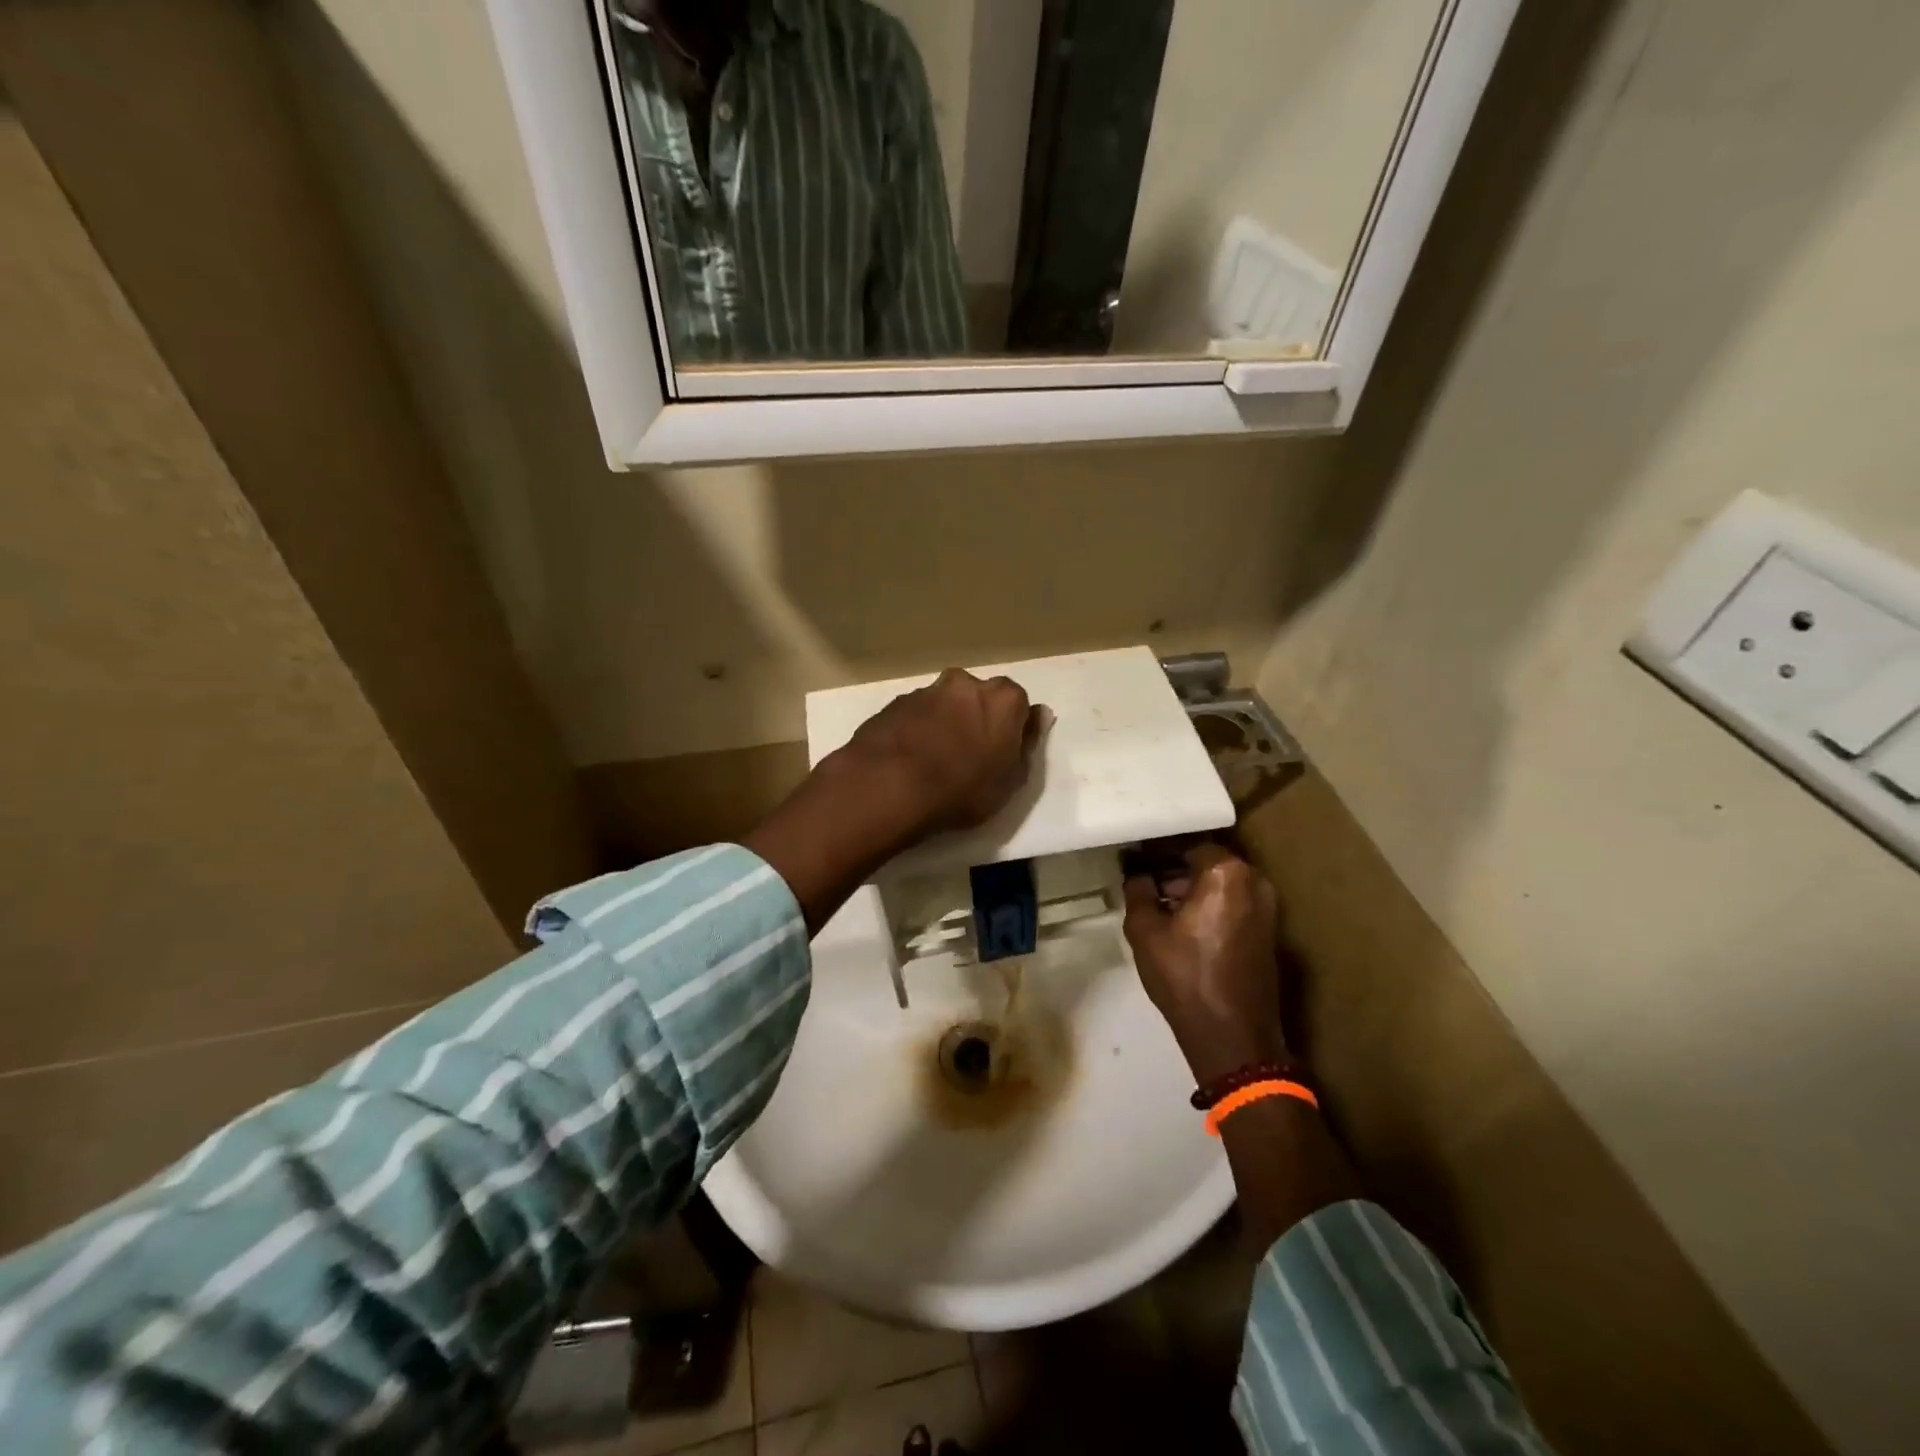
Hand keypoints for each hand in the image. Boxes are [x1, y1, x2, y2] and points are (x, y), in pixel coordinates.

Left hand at [747, 669, 1045, 933]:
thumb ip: (1028, 744)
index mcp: (1002, 698)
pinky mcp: (892, 705)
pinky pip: (914, 716)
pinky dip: (915, 731)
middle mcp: (964, 683)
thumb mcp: (1011, 780)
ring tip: (933, 763)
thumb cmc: (963, 790)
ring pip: (943, 705)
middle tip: (968, 757)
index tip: (1002, 754)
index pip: (1018, 704)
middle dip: (976, 719)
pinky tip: (908, 761)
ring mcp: (925, 691)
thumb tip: (1039, 716)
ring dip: (943, 724)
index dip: (1010, 729)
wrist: (889, 787)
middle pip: (978, 698)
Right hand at [1123, 843, 1287, 1082]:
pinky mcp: (1269, 932)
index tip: (1135, 860)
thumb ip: (1138, 892)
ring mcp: (1268, 909)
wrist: (1233, 1037)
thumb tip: (1136, 873)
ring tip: (1159, 905)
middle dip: (1175, 870)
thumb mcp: (1145, 931)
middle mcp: (1255, 882)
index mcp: (1227, 873)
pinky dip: (1210, 906)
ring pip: (1222, 885)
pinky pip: (1234, 904)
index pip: (1187, 845)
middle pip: (1208, 863)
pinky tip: (1183, 925)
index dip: (1157, 851)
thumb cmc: (1186, 977)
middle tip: (1144, 882)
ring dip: (1193, 889)